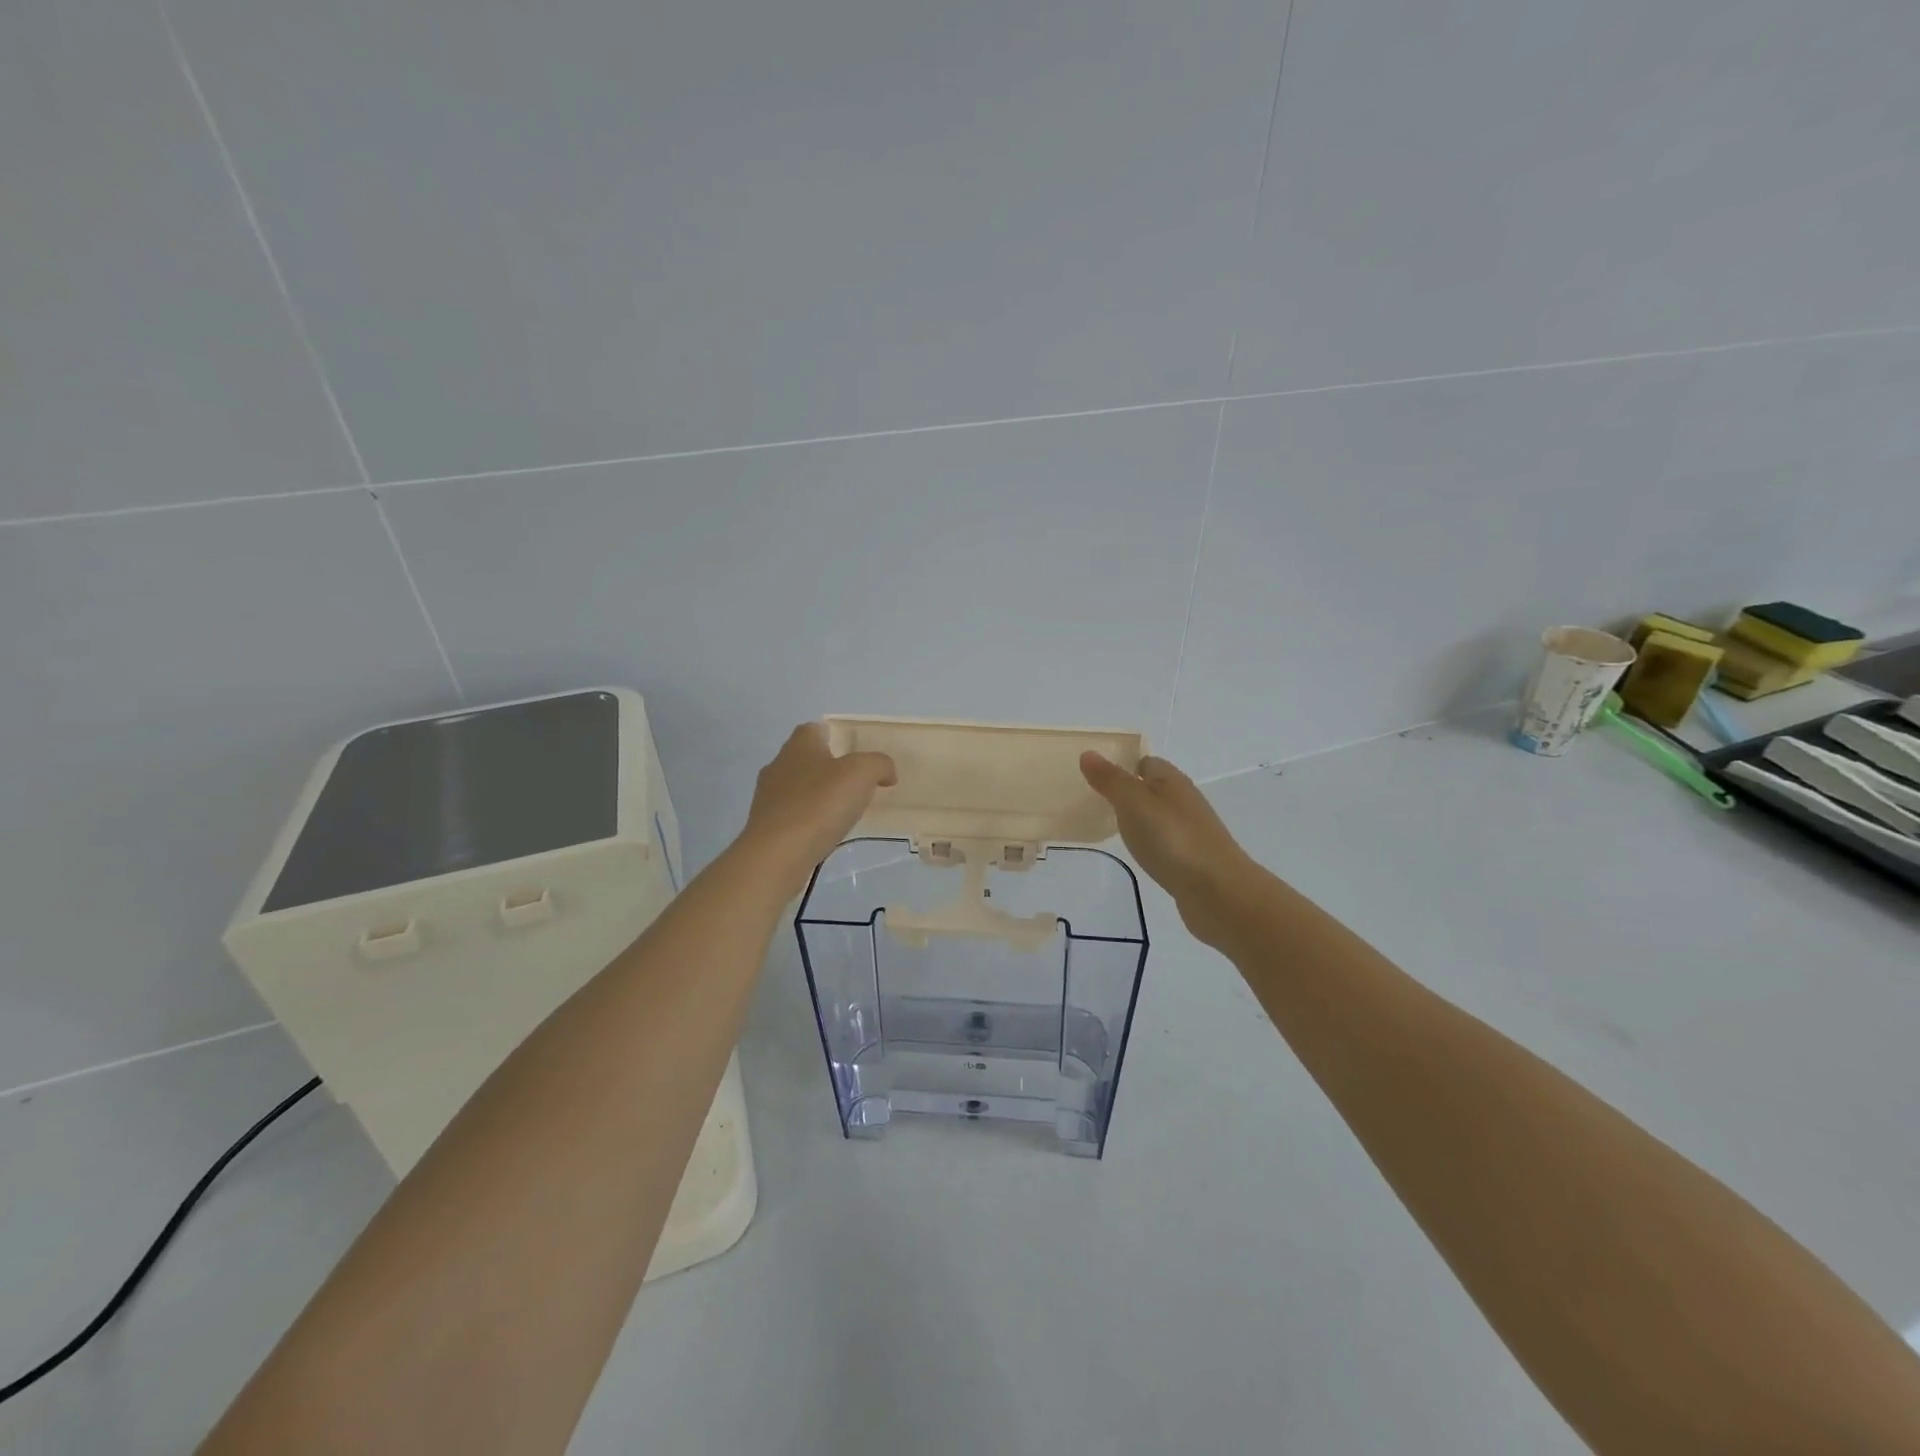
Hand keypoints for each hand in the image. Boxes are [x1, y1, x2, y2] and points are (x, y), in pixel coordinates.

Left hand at [741, 723, 896, 883]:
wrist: (777, 854)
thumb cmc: (819, 804)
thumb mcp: (861, 773)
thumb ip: (879, 765)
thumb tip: (886, 772)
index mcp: (799, 746)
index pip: (813, 729)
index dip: (833, 736)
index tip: (853, 751)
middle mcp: (778, 766)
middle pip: (804, 759)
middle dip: (827, 768)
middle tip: (855, 783)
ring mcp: (768, 798)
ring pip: (797, 788)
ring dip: (817, 796)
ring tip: (842, 812)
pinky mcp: (766, 827)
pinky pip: (793, 816)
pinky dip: (808, 820)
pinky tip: (824, 833)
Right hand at [1080, 751, 1254, 944]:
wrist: (1218, 891)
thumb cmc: (1172, 839)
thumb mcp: (1133, 803)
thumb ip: (1111, 780)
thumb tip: (1088, 754)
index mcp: (1172, 781)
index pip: (1146, 762)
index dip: (1122, 766)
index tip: (1095, 777)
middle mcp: (1184, 801)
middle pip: (1152, 789)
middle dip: (1127, 793)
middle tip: (1094, 803)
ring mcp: (1190, 832)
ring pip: (1158, 816)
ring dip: (1138, 819)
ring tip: (1109, 828)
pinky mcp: (1191, 859)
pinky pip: (1164, 842)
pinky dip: (1149, 843)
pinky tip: (1138, 854)